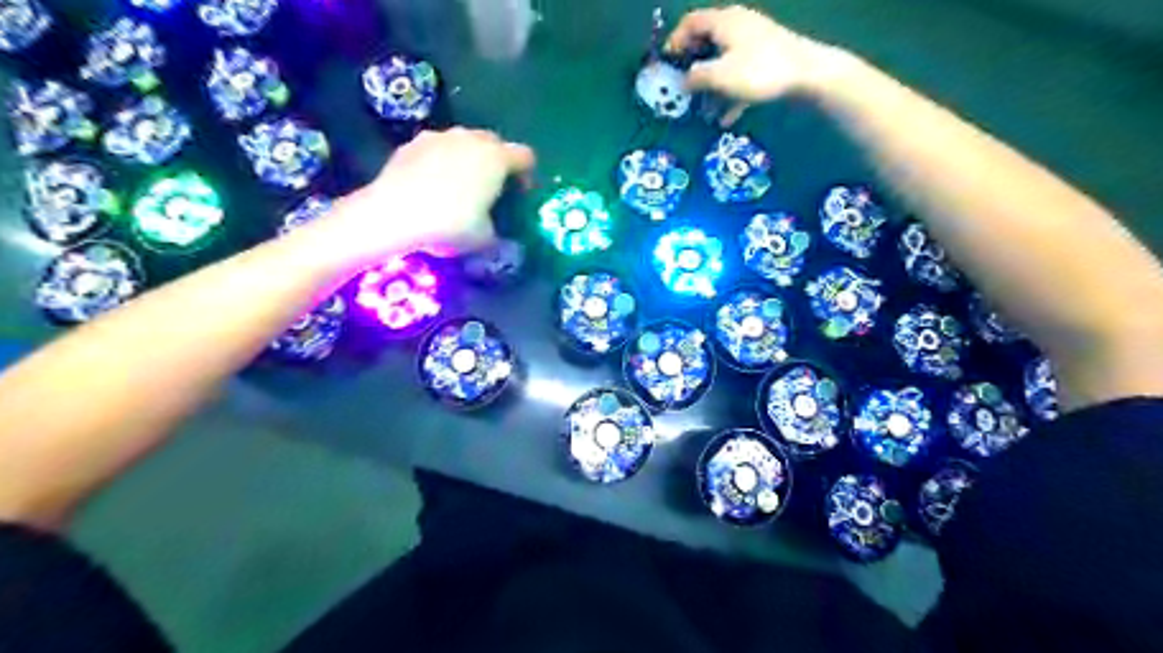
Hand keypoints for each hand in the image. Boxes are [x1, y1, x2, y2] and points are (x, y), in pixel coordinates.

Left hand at [316, 127, 535, 263]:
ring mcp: (439, 136)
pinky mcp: (412, 143)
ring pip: (464, 143)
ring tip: (459, 186)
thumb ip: (498, 232)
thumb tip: (498, 235)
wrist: (392, 214)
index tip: (520, 194)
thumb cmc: (450, 224)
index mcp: (497, 159)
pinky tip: (431, 185)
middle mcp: (471, 139)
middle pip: (495, 143)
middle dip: (497, 163)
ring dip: (468, 160)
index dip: (527, 175)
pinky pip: (437, 149)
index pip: (525, 157)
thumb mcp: (484, 238)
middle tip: (491, 189)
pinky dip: (441, 162)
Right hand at [662, 6, 846, 125]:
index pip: (690, 23)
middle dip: (693, 70)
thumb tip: (683, 80)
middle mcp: (738, 27)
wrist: (808, 74)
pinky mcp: (767, 61)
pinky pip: (740, 76)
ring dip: (711, 88)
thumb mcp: (720, 76)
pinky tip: (726, 119)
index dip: (674, 42)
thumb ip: (696, 77)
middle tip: (682, 90)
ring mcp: (754, 44)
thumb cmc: (759, 71)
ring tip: (703, 113)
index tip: (666, 65)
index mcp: (724, 22)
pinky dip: (730, 95)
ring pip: (723, 64)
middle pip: (707, 44)